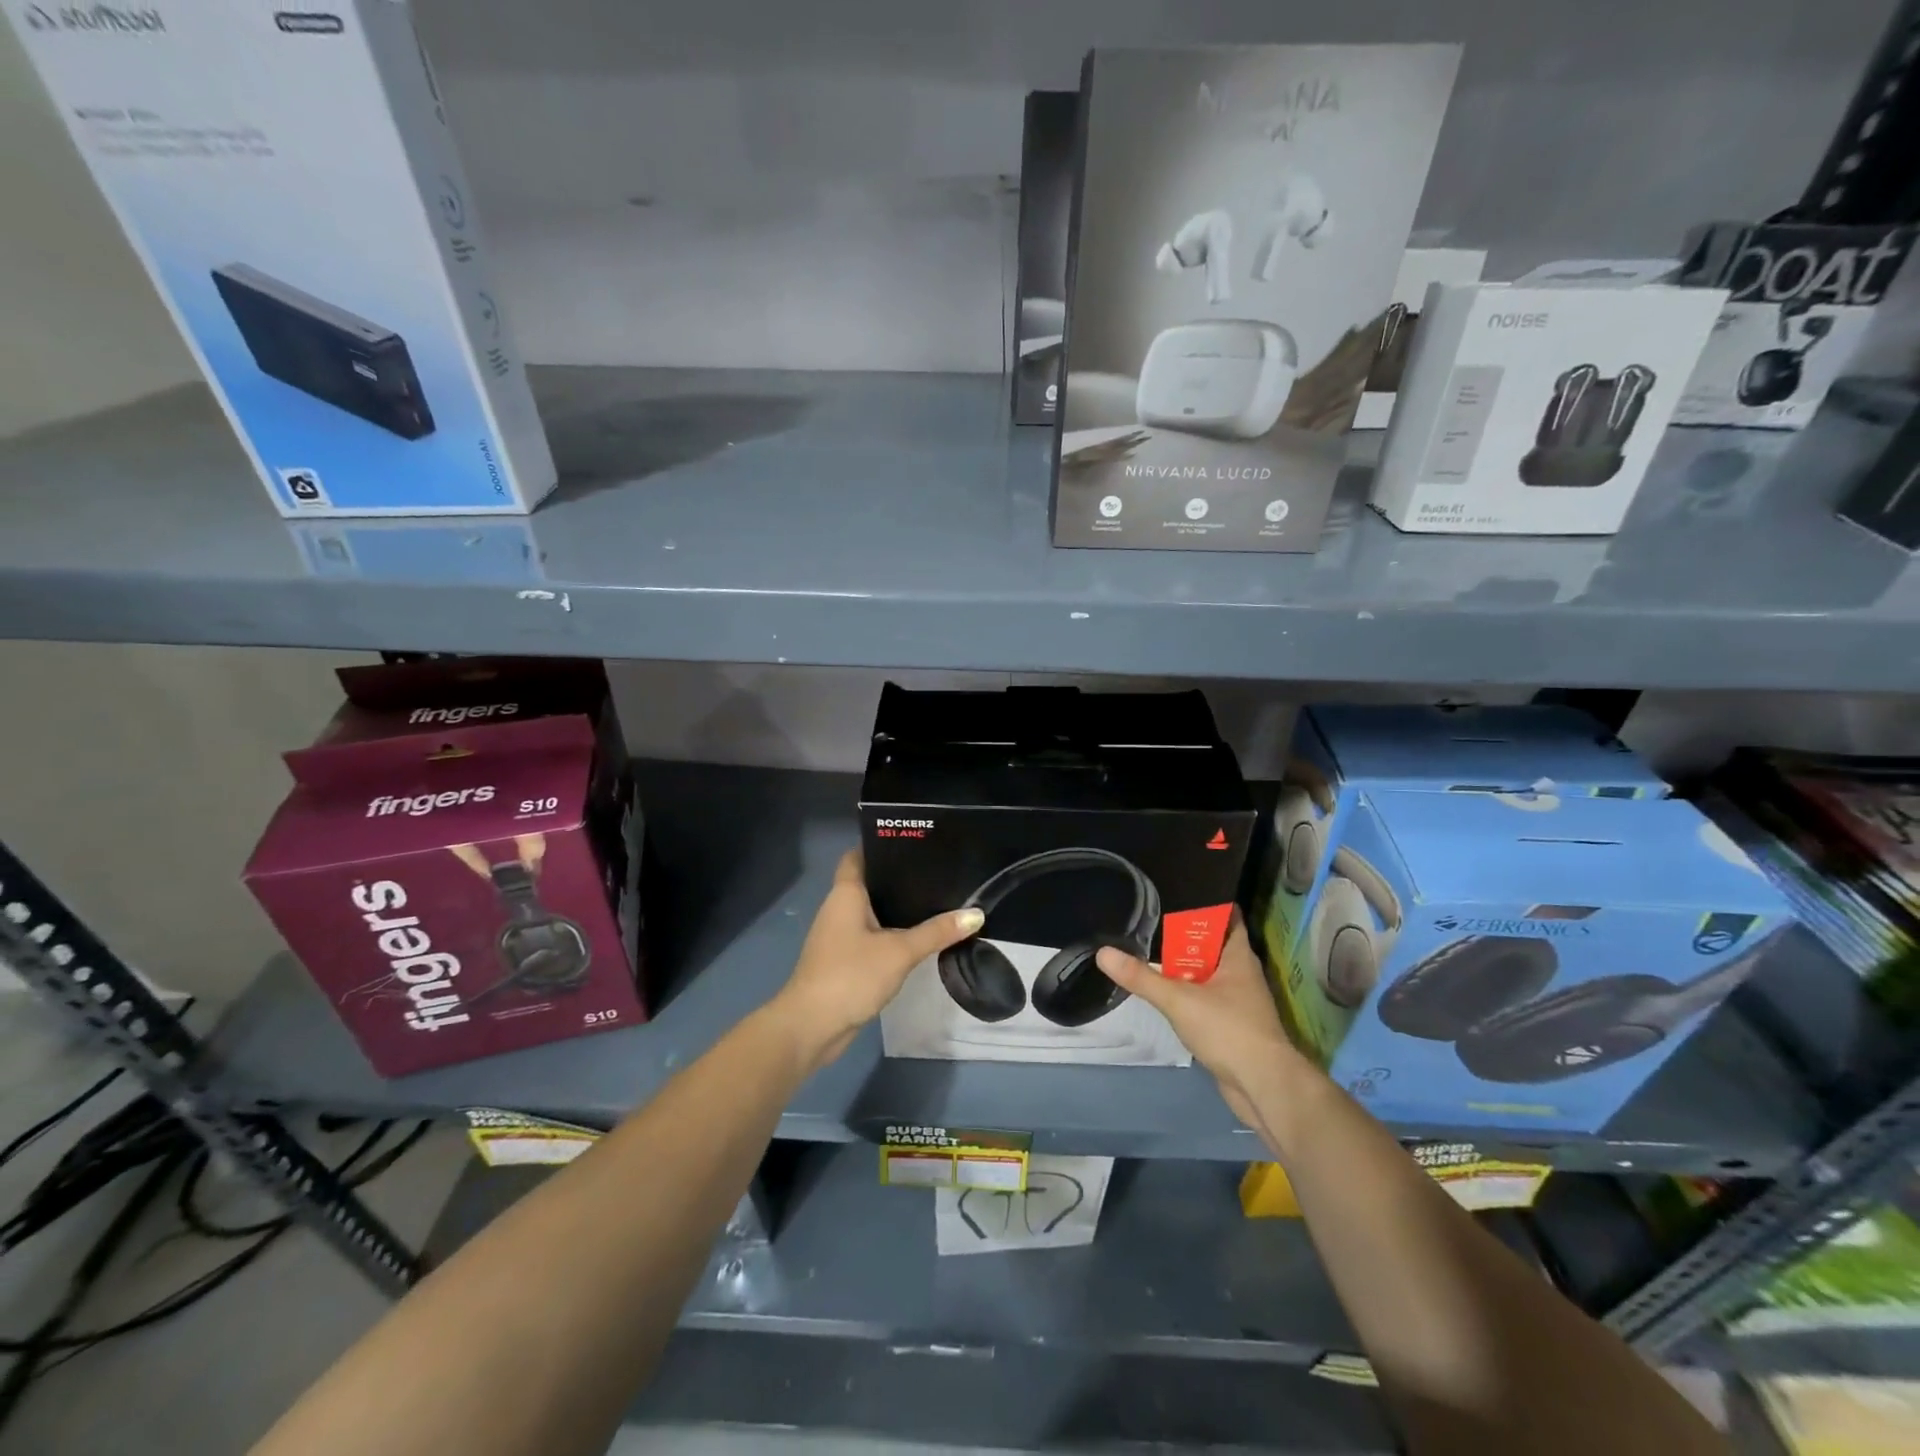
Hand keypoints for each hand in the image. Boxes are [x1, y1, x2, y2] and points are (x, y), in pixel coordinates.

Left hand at [773, 849, 983, 1072]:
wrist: (811, 1027)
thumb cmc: (850, 975)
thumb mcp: (900, 951)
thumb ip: (937, 932)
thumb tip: (976, 914)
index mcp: (845, 894)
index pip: (857, 856)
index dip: (880, 845)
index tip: (914, 841)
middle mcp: (839, 909)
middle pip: (869, 882)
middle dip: (899, 877)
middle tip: (938, 870)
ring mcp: (839, 936)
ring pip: (872, 912)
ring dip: (897, 908)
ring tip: (936, 898)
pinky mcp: (844, 960)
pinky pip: (872, 936)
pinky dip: (892, 934)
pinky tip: (918, 937)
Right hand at [1096, 916, 1312, 1135]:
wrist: (1263, 1085)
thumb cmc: (1228, 1029)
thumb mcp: (1178, 999)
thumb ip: (1141, 977)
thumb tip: (1103, 952)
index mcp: (1239, 956)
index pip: (1228, 917)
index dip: (1207, 904)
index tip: (1178, 893)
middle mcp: (1242, 973)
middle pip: (1213, 945)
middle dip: (1186, 936)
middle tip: (1151, 920)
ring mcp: (1239, 1001)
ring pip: (1209, 974)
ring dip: (1186, 967)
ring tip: (1151, 951)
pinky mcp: (1233, 1025)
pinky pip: (1207, 999)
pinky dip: (1189, 993)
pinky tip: (1166, 992)